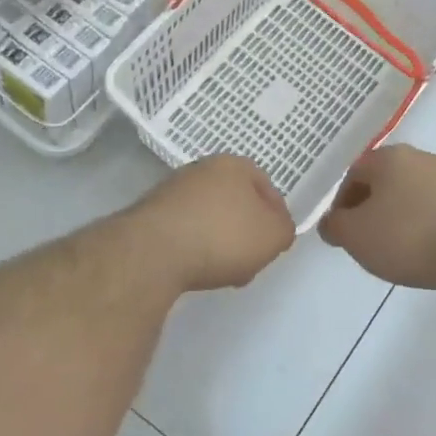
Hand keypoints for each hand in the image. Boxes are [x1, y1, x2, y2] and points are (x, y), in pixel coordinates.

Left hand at [136, 154, 294, 291]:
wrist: (154, 252)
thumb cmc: (223, 236)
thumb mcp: (274, 236)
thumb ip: (284, 229)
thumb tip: (276, 228)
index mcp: (234, 164)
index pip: (267, 187)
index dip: (276, 217)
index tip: (274, 243)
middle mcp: (202, 169)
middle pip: (236, 202)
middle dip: (246, 231)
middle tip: (251, 260)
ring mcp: (172, 190)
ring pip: (210, 217)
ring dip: (220, 242)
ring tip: (224, 272)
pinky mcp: (151, 214)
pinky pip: (185, 230)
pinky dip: (194, 247)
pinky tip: (196, 269)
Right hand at [318, 145, 435, 290]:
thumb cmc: (407, 236)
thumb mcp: (355, 235)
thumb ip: (335, 225)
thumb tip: (331, 222)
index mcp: (389, 157)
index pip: (354, 173)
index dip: (341, 203)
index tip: (340, 231)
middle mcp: (421, 157)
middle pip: (384, 181)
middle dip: (370, 208)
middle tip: (364, 239)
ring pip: (410, 195)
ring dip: (397, 217)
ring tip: (394, 249)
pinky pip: (434, 209)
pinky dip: (422, 225)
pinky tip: (423, 250)